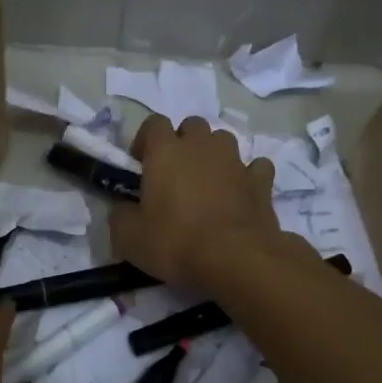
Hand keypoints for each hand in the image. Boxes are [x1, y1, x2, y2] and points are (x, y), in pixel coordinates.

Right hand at [110, 114, 294, 288]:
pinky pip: (255, 167)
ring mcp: (235, 161)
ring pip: (224, 140)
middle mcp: (201, 146)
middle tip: (175, 173)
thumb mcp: (128, 237)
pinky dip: (248, 176)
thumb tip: (123, 209)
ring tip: (208, 182)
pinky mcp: (261, 181)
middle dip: (183, 141)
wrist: (235, 259)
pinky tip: (241, 193)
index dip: (146, 140)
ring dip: (214, 154)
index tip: (141, 165)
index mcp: (165, 152)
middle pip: (192, 125)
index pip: (153, 123)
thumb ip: (120, 215)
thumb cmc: (175, 242)